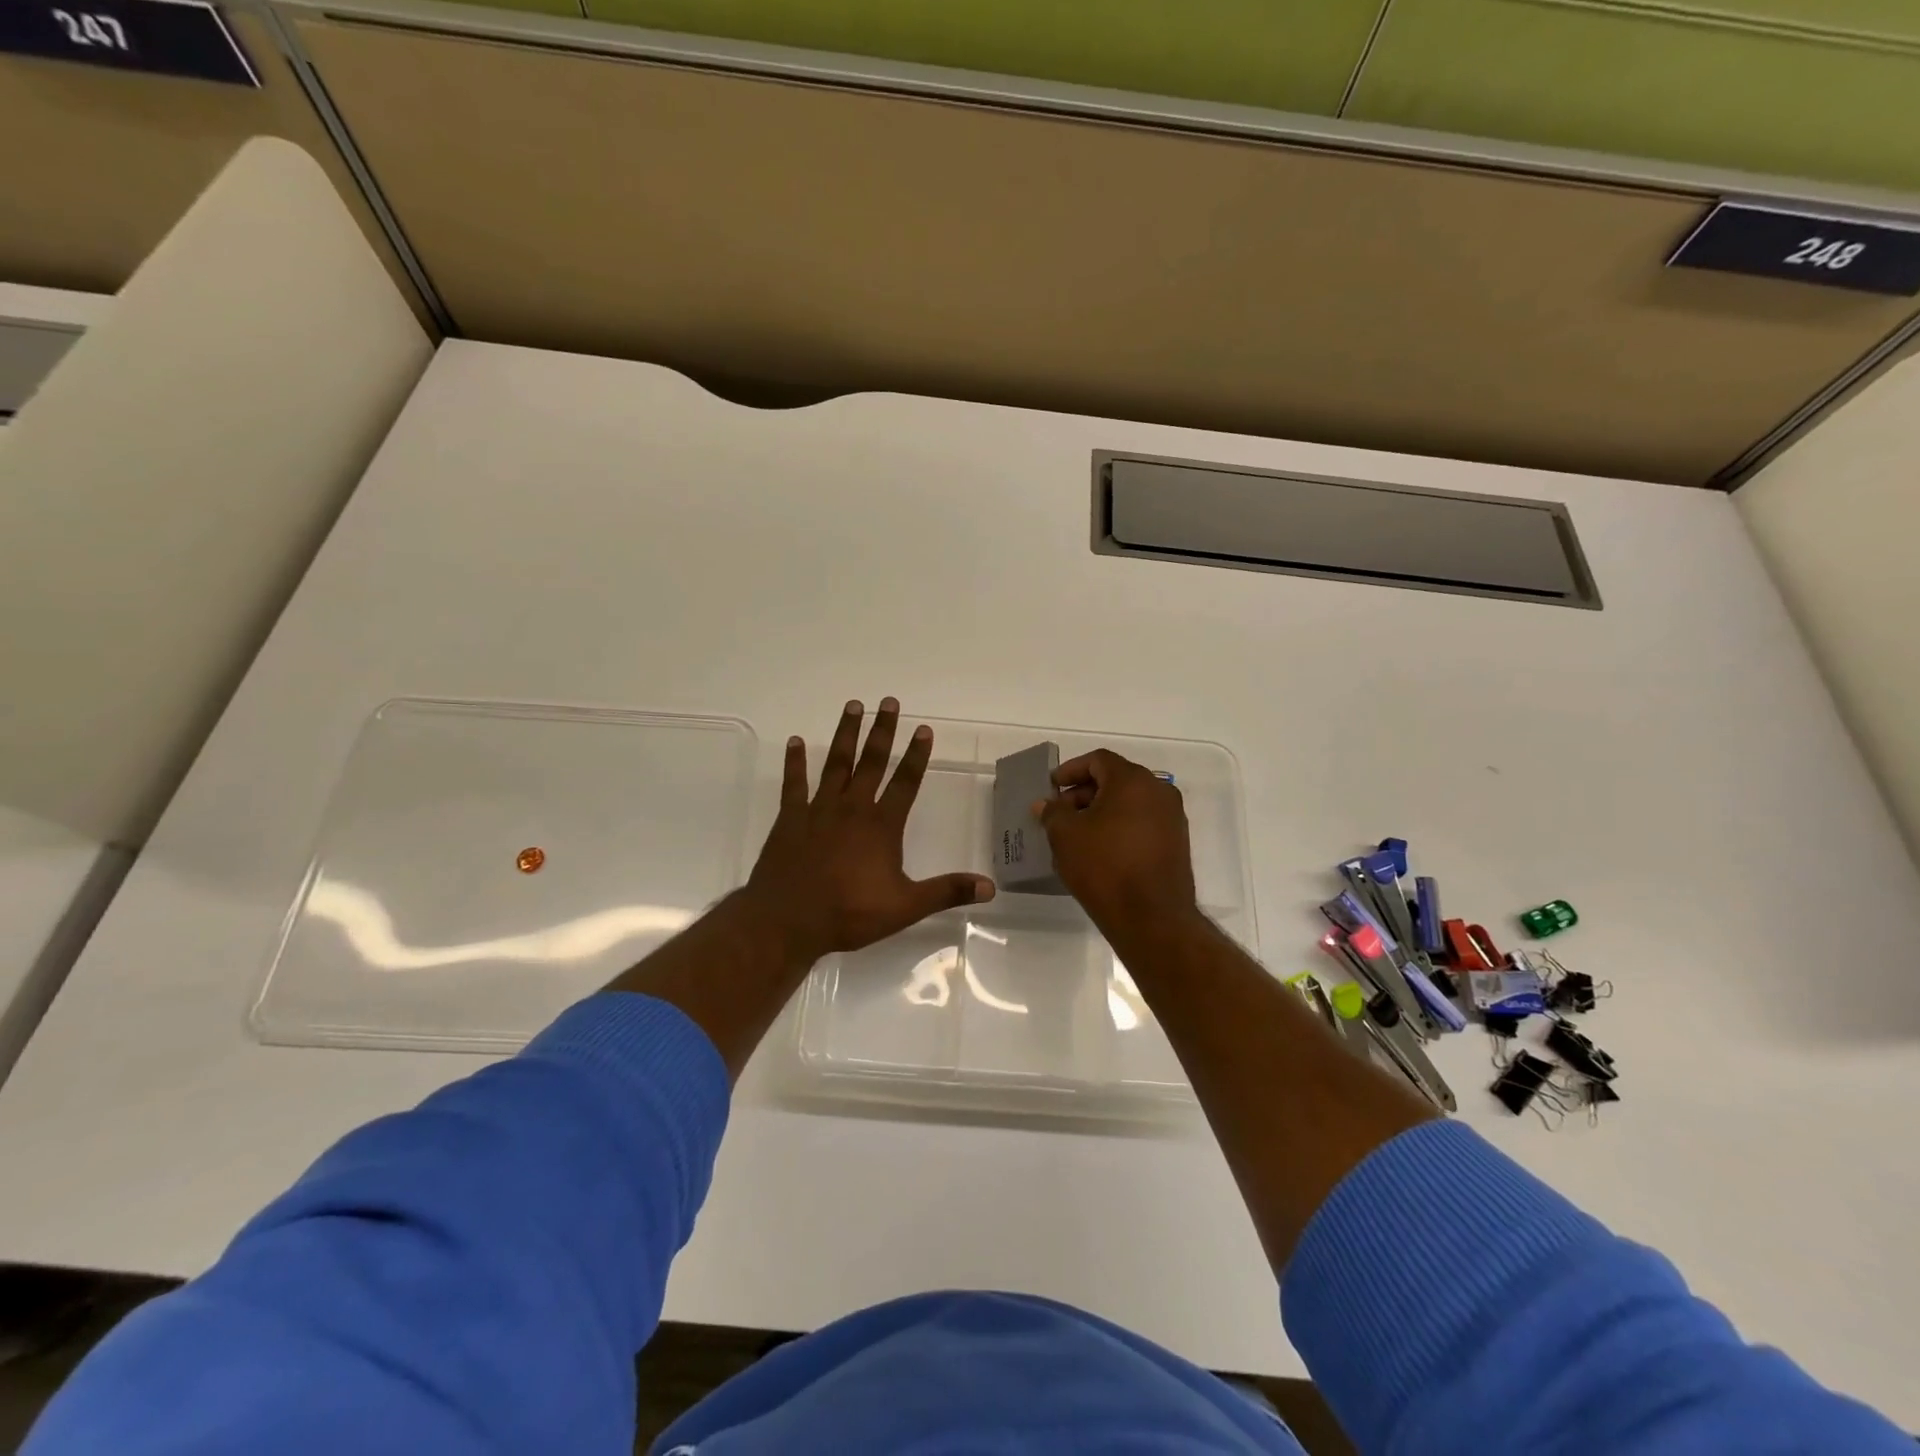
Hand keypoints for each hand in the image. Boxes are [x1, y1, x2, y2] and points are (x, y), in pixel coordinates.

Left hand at [743, 698, 994, 964]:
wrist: (787, 921)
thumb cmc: (849, 914)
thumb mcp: (905, 907)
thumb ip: (946, 892)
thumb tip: (989, 887)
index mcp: (882, 826)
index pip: (905, 782)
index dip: (916, 756)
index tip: (923, 729)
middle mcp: (852, 809)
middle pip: (871, 762)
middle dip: (882, 731)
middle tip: (888, 702)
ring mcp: (818, 810)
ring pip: (836, 764)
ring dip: (845, 734)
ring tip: (853, 706)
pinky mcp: (790, 819)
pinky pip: (794, 783)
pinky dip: (795, 762)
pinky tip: (795, 742)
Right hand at [1036, 749, 1199, 940]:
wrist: (1152, 918)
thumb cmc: (1104, 867)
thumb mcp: (1066, 836)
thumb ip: (1053, 812)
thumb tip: (1045, 803)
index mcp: (1133, 780)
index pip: (1098, 760)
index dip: (1070, 770)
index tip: (1052, 787)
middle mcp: (1159, 791)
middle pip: (1115, 779)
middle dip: (1084, 793)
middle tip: (1060, 813)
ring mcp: (1172, 818)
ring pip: (1130, 802)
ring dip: (1101, 811)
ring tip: (1076, 834)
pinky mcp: (1176, 843)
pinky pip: (1142, 822)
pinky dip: (1119, 826)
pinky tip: (1099, 849)